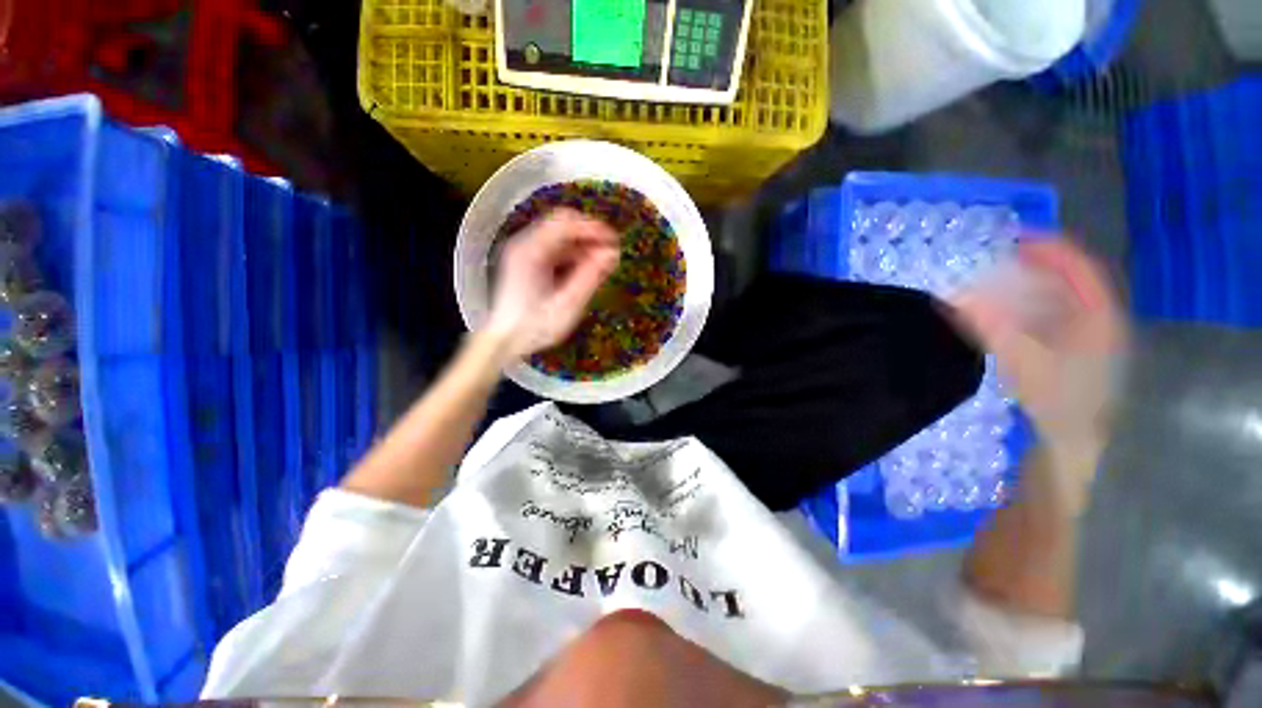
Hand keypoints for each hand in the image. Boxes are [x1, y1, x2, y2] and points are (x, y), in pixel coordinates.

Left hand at [486, 209, 619, 359]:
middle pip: (562, 223)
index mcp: (531, 251)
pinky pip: (555, 248)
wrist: (505, 341)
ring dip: (582, 245)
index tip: (615, 242)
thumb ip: (589, 277)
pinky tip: (585, 270)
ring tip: (601, 264)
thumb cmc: (535, 327)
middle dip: (589, 234)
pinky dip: (573, 254)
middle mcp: (525, 244)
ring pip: (560, 235)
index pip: (565, 223)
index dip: (593, 229)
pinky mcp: (528, 262)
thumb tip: (612, 254)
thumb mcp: (567, 305)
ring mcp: (524, 252)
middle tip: (609, 253)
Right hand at [951, 239, 1127, 467]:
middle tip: (999, 260)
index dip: (1048, 247)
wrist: (1075, 443)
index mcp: (1098, 316)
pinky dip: (1031, 309)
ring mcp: (1090, 338)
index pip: (1077, 267)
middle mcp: (1099, 320)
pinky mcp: (1076, 353)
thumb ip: (990, 326)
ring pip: (1062, 299)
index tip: (1014, 238)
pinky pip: (1055, 318)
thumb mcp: (1023, 361)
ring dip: (1030, 287)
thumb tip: (954, 295)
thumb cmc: (1058, 400)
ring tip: (998, 284)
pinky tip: (1009, 315)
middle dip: (1035, 266)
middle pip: (1070, 280)